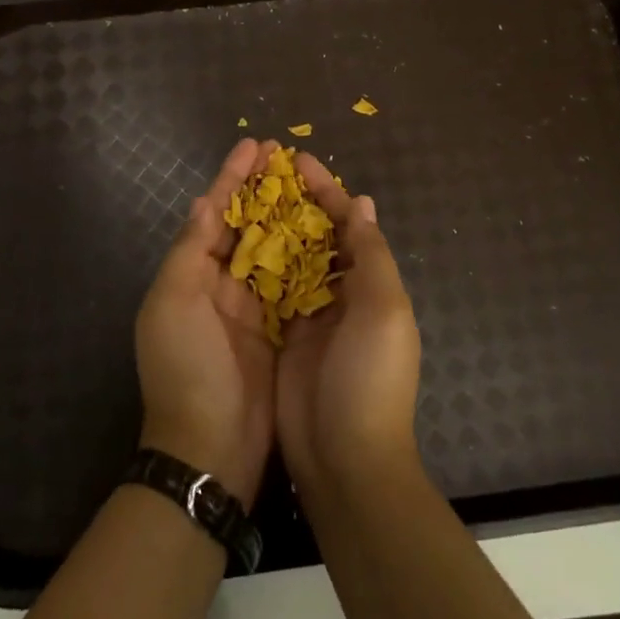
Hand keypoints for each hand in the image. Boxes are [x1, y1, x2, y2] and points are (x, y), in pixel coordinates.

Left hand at [135, 138, 277, 509]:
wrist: (210, 449)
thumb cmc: (187, 368)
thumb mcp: (173, 304)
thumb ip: (190, 250)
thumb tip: (205, 201)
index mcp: (191, 274)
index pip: (214, 213)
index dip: (233, 176)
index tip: (257, 145)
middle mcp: (220, 285)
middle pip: (244, 224)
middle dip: (263, 189)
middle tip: (289, 156)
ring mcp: (251, 308)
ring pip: (271, 248)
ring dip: (287, 215)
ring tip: (312, 184)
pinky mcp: (279, 330)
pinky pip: (293, 282)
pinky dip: (306, 256)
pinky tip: (326, 234)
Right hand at [277, 153, 422, 494]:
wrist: (345, 459)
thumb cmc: (370, 377)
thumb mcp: (384, 310)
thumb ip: (371, 255)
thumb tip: (363, 203)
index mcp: (371, 283)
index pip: (348, 223)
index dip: (326, 190)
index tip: (297, 159)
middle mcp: (343, 294)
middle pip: (317, 235)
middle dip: (296, 202)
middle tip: (264, 172)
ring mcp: (311, 317)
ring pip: (291, 258)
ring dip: (274, 227)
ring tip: (245, 196)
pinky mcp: (283, 337)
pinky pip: (270, 290)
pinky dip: (258, 264)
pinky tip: (234, 242)